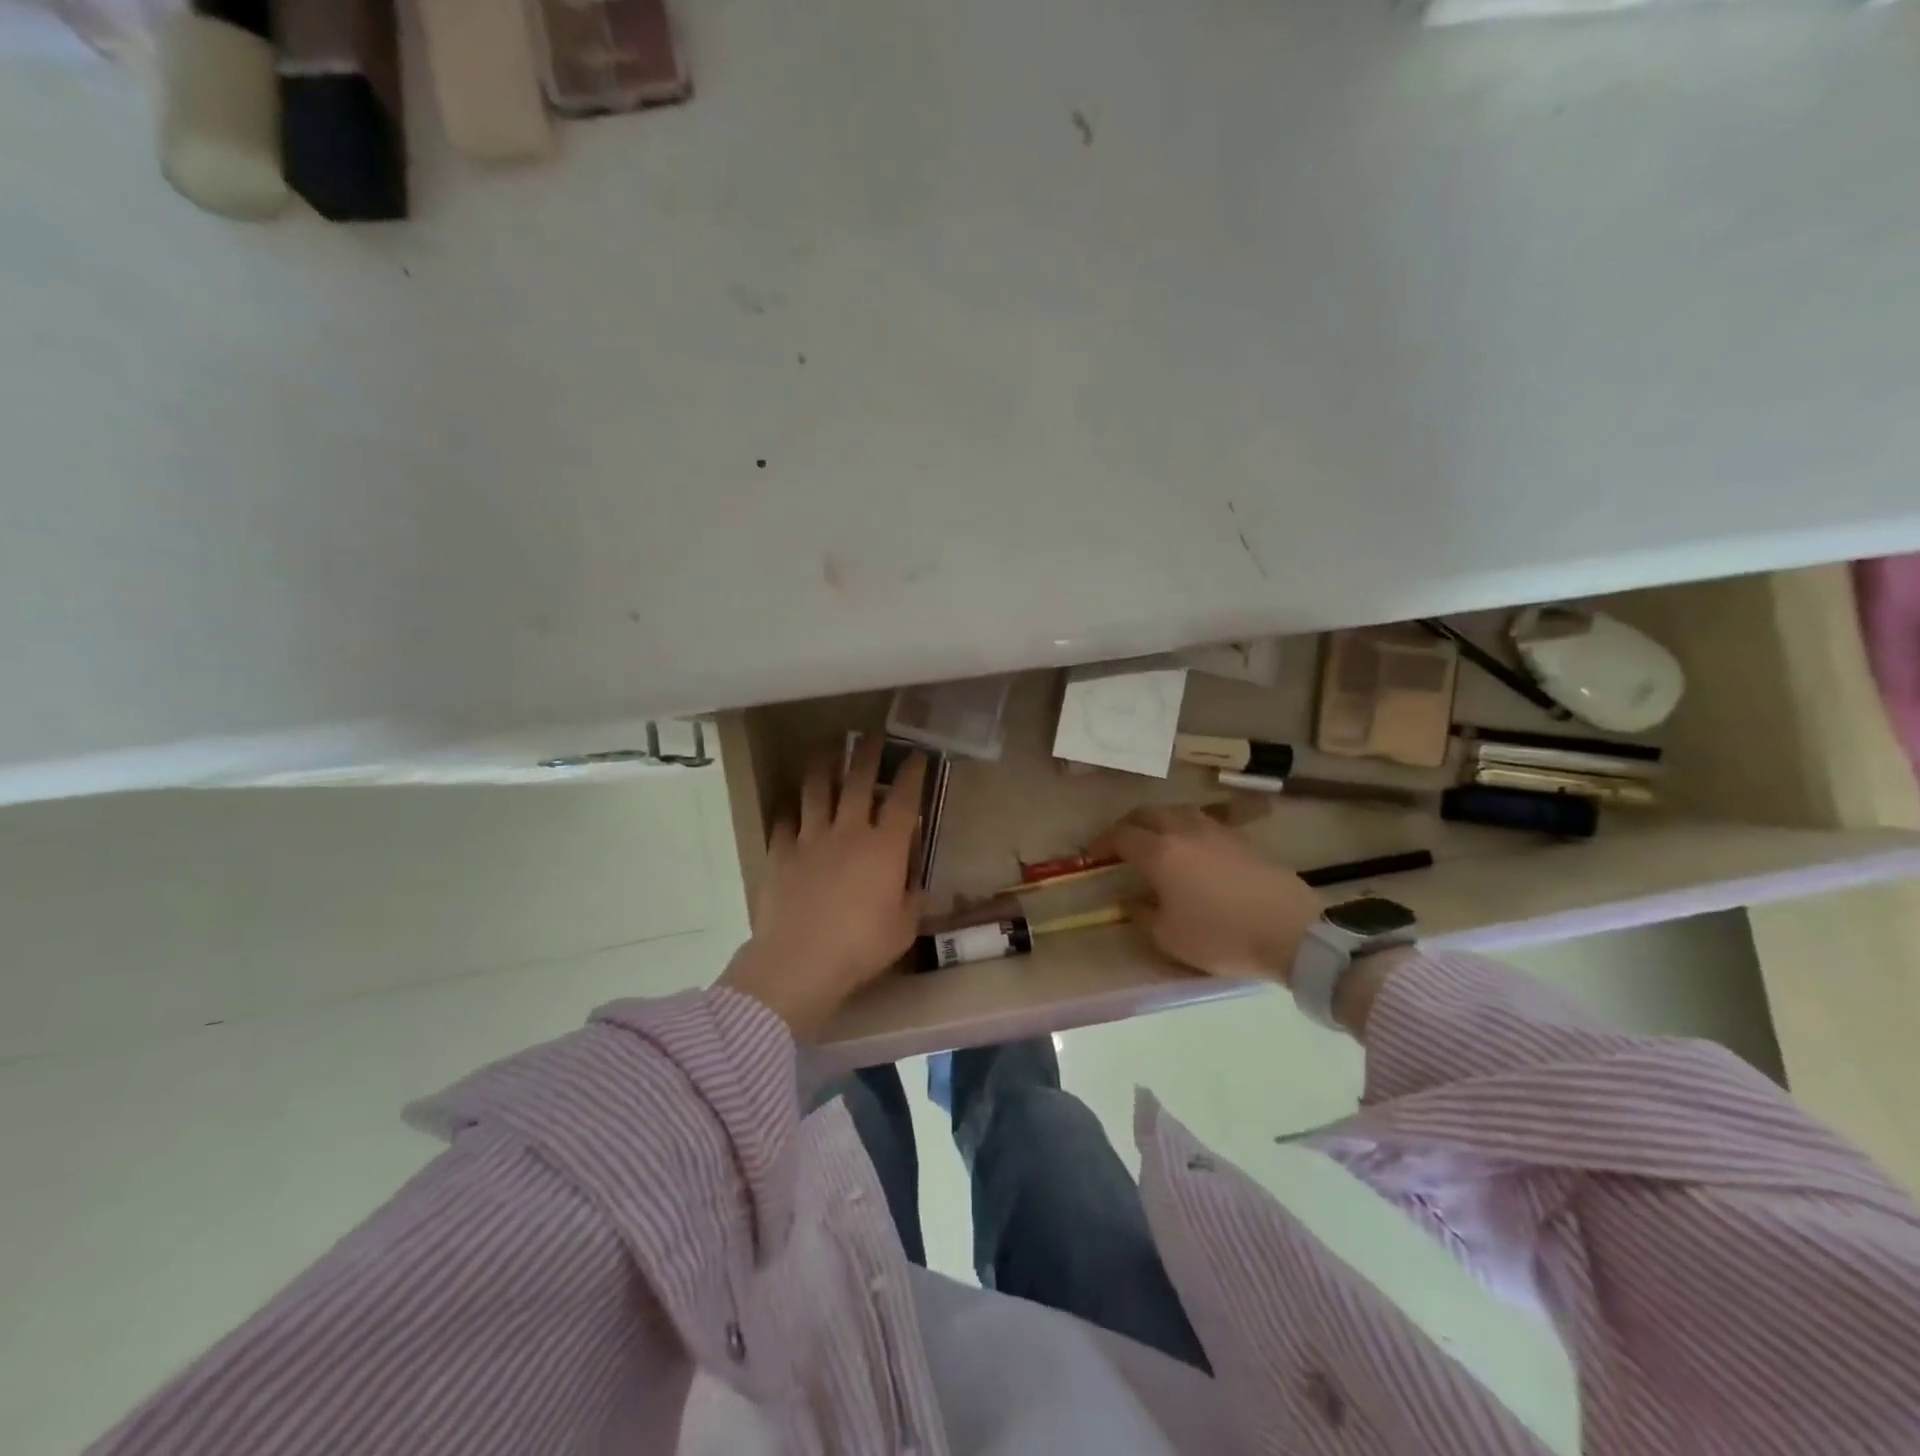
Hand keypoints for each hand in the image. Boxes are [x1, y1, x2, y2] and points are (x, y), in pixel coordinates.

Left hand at [719, 735, 926, 1038]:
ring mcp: (811, 839)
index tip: (916, 755)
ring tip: (826, 753)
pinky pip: (784, 822)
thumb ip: (913, 899)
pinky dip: (789, 812)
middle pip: (859, 781)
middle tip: (871, 735)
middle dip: (868, 754)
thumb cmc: (861, 946)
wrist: (800, 960)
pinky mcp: (780, 853)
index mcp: (885, 847)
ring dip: (823, 767)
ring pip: (817, 790)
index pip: (904, 800)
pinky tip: (790, 809)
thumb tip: (916, 882)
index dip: (912, 774)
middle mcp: (849, 832)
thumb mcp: (904, 928)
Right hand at [1089, 805, 1322, 985]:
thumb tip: (1131, 900)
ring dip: (1159, 820)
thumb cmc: (1221, 936)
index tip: (1092, 854)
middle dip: (1128, 825)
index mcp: (1159, 853)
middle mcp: (1184, 831)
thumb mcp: (1169, 937)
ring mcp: (1216, 830)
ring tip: (1156, 838)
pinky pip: (1205, 821)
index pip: (1121, 836)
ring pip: (1178, 811)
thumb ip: (1143, 914)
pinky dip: (1188, 828)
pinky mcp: (1242, 838)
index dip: (1102, 843)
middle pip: (1148, 814)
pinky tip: (1193, 846)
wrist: (1290, 931)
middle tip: (1120, 843)